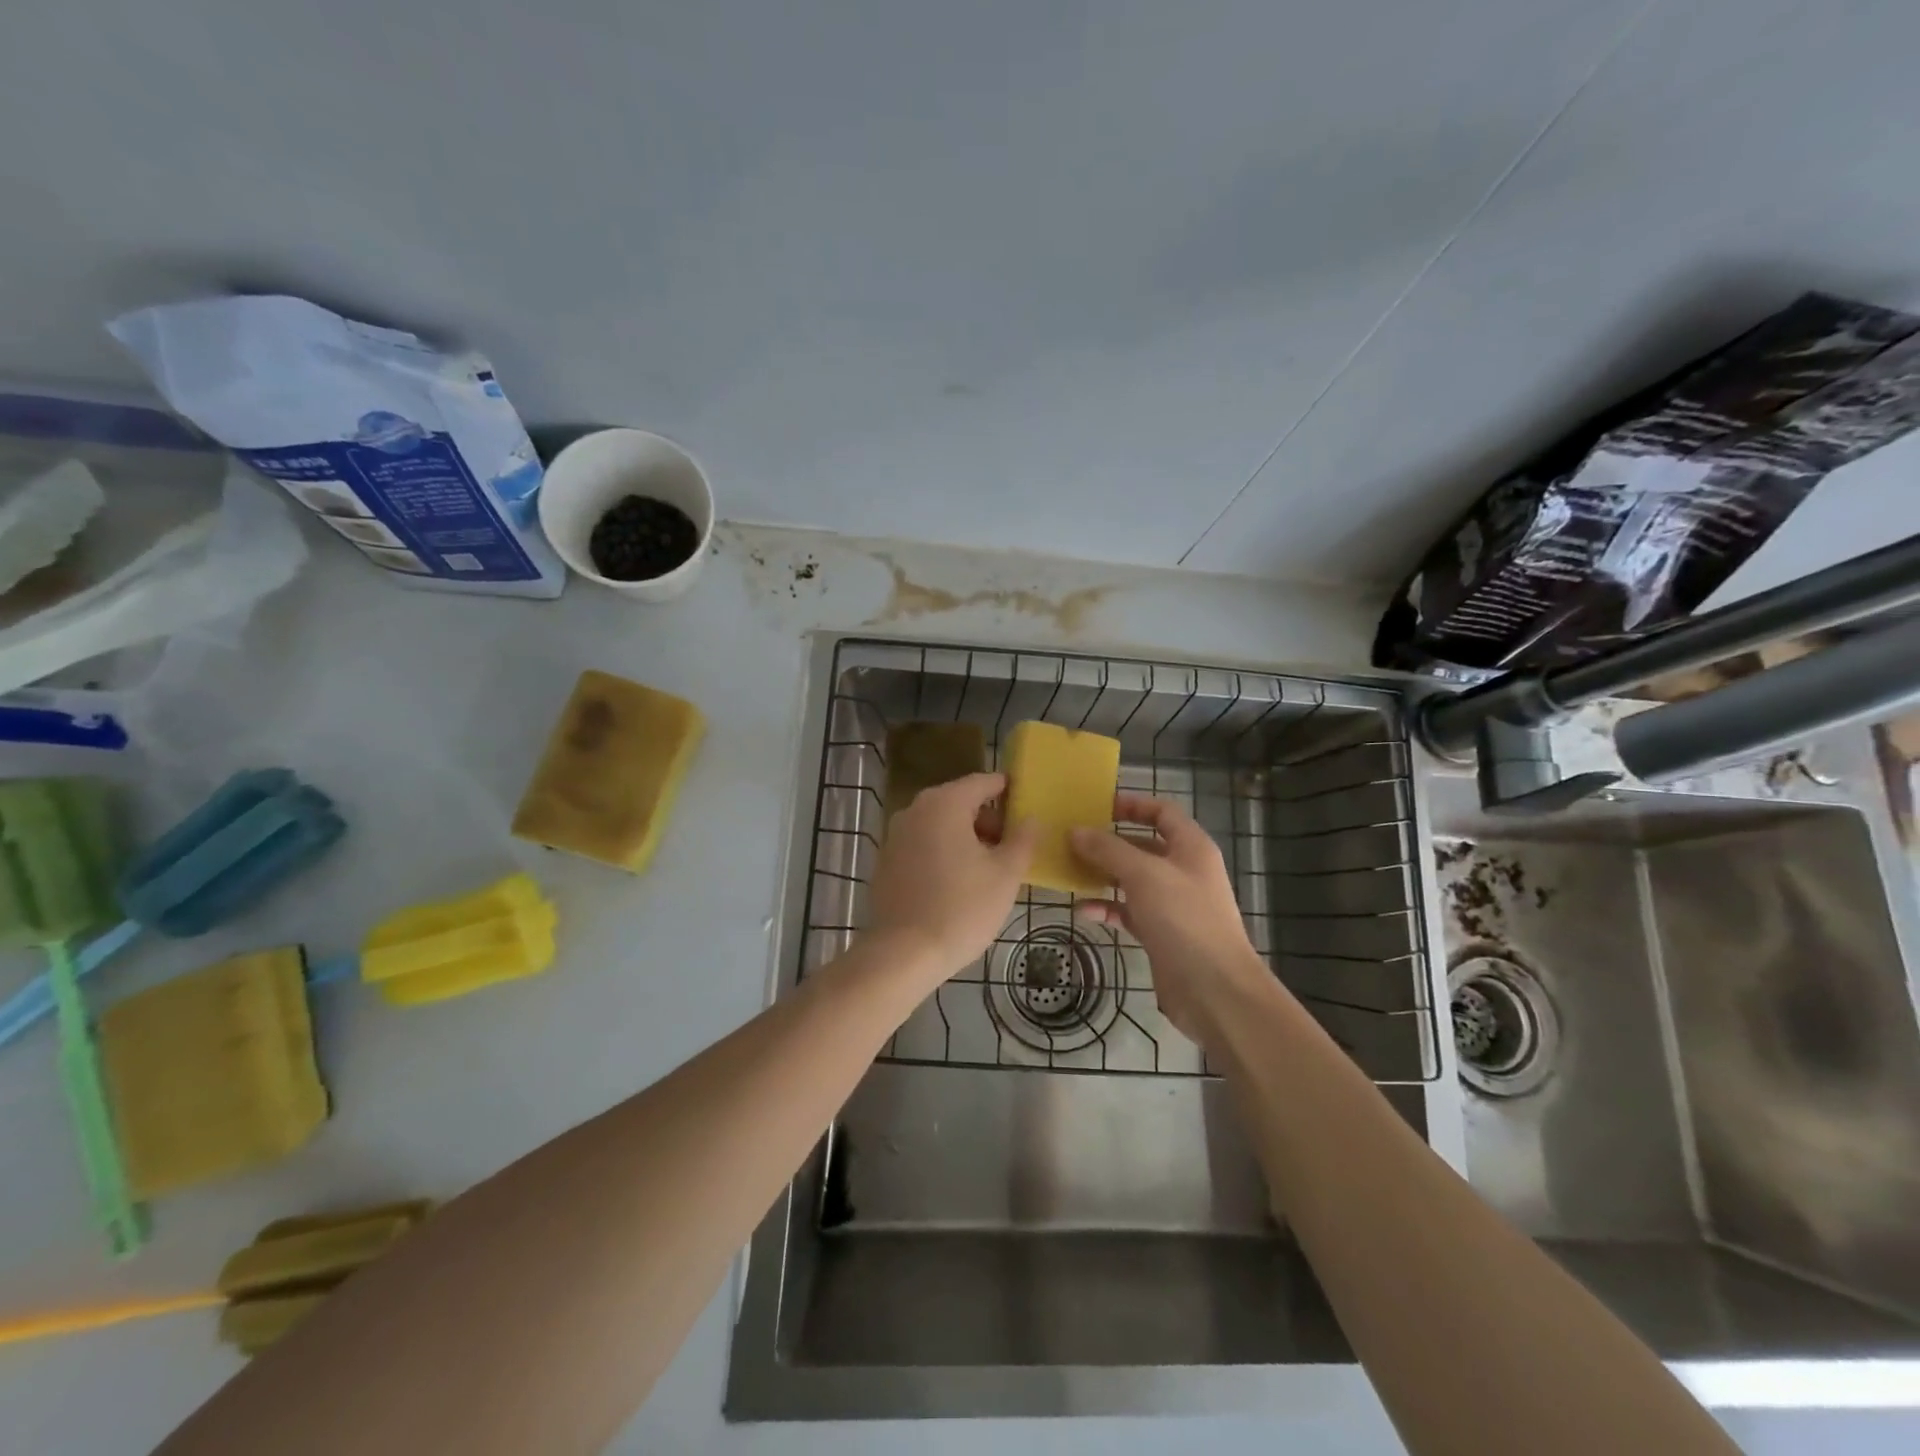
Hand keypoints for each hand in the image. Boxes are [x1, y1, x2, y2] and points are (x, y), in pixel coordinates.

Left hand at [866, 773, 1038, 984]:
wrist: (903, 954)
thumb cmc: (961, 908)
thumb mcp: (1005, 875)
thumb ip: (1022, 840)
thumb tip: (1031, 819)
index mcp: (944, 804)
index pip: (982, 782)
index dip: (1007, 789)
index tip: (1027, 802)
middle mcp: (915, 810)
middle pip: (960, 802)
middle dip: (988, 820)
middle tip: (1012, 846)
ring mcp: (895, 835)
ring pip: (940, 825)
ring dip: (965, 838)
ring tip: (989, 869)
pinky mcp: (886, 861)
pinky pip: (922, 845)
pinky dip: (943, 853)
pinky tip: (958, 883)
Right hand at [1070, 793, 1278, 1044]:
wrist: (1215, 990)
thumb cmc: (1184, 919)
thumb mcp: (1143, 875)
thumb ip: (1108, 850)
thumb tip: (1076, 831)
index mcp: (1191, 847)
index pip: (1162, 812)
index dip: (1132, 804)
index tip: (1097, 806)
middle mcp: (1184, 871)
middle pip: (1143, 845)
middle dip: (1109, 842)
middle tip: (1072, 840)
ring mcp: (1173, 904)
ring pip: (1133, 879)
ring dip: (1103, 875)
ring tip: (1070, 871)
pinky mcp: (1162, 933)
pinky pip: (1129, 911)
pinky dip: (1107, 908)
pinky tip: (1083, 910)